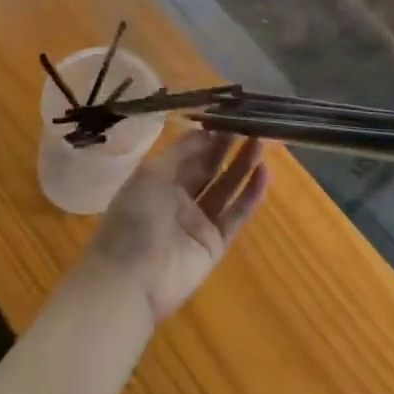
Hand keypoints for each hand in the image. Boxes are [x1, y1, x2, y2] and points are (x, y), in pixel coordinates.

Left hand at [81, 131, 267, 324]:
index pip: (188, 152)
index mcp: (159, 179)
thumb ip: (180, 153)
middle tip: (249, 123)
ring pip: (225, 188)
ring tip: (260, 141)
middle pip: (209, 167)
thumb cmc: (134, 217)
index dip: (207, 135)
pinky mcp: (215, 244)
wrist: (130, 278)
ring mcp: (198, 222)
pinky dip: (250, 196)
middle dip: (227, 146)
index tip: (227, 115)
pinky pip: (236, 215)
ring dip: (242, 166)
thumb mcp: (151, 174)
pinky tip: (263, 174)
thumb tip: (205, 131)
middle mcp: (180, 197)